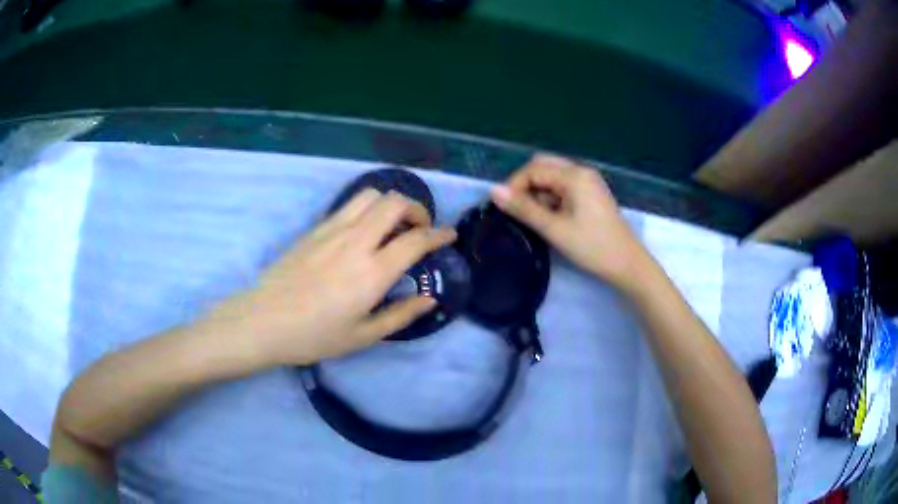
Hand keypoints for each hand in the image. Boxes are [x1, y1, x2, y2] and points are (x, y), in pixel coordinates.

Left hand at [209, 189, 456, 366]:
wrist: (264, 321)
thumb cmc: (314, 336)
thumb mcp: (363, 336)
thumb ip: (400, 314)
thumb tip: (429, 298)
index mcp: (372, 272)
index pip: (416, 239)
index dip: (439, 234)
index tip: (449, 235)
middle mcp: (356, 241)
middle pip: (395, 202)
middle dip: (417, 209)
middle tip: (419, 230)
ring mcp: (332, 229)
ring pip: (371, 195)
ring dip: (390, 204)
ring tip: (392, 225)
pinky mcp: (315, 228)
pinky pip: (349, 205)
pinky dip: (367, 209)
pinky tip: (364, 231)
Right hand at [490, 154, 647, 290]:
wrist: (627, 264)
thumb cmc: (592, 246)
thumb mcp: (554, 229)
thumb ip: (523, 208)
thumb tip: (493, 190)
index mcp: (574, 175)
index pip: (533, 169)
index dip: (514, 185)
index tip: (504, 209)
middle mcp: (581, 171)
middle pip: (543, 166)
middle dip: (525, 185)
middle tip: (517, 211)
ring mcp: (589, 182)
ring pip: (553, 177)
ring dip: (539, 192)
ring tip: (535, 219)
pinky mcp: (592, 194)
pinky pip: (564, 187)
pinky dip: (552, 198)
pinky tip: (551, 218)